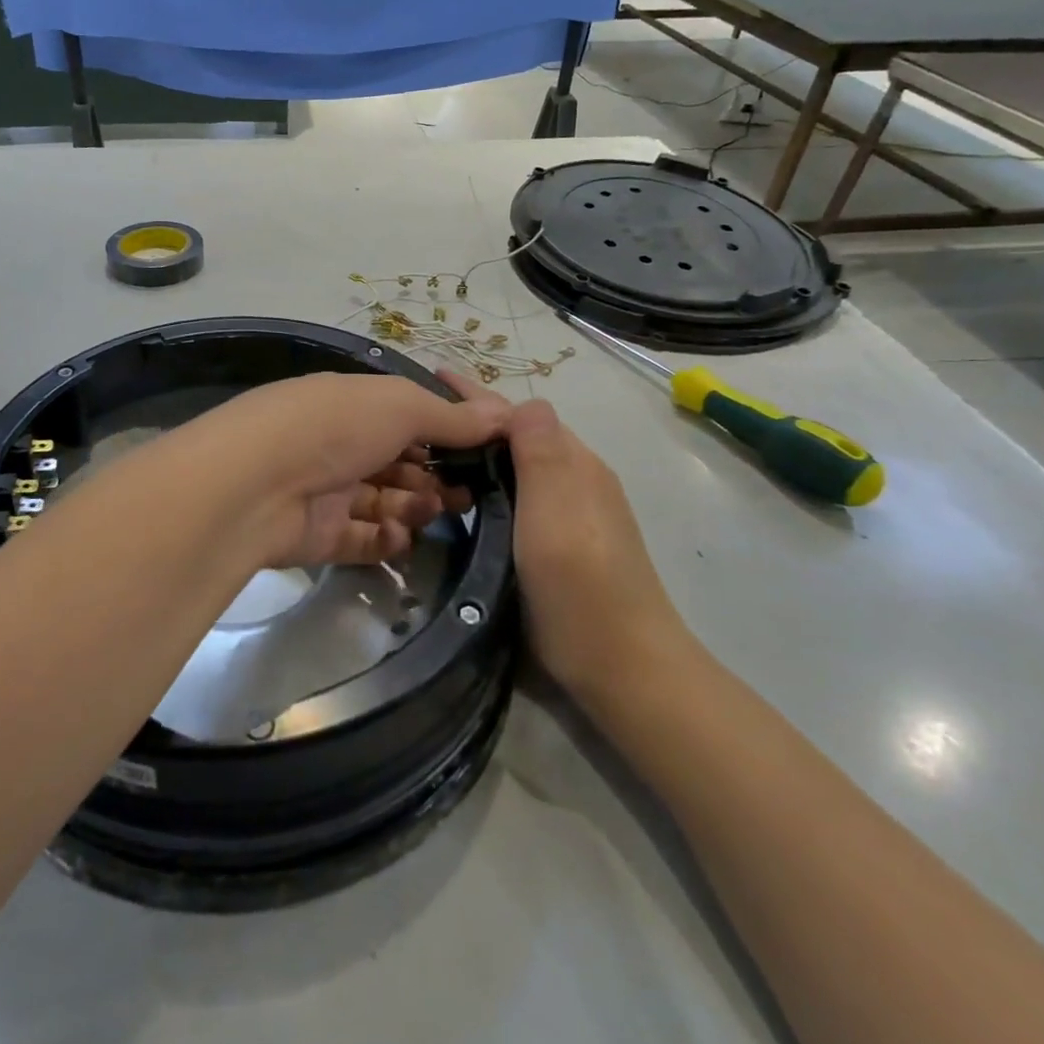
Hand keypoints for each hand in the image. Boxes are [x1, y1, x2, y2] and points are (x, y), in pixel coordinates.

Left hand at [167, 372, 509, 570]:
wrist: (255, 484)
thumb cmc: (333, 427)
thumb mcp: (399, 407)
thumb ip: (451, 416)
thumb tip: (505, 413)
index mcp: (351, 405)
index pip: (404, 418)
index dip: (443, 435)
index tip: (482, 454)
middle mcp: (337, 445)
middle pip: (396, 465)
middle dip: (432, 478)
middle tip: (467, 496)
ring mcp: (324, 491)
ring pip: (381, 503)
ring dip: (413, 508)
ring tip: (434, 512)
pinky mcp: (315, 536)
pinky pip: (359, 539)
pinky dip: (385, 540)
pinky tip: (402, 539)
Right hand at [442, 374, 691, 702]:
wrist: (623, 667)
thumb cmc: (580, 583)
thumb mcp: (555, 508)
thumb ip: (540, 450)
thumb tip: (524, 400)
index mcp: (575, 464)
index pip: (517, 413)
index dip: (475, 394)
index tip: (431, 376)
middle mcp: (577, 480)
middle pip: (519, 436)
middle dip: (474, 419)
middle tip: (420, 419)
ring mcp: (576, 514)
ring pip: (521, 467)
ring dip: (483, 452)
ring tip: (435, 454)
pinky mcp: (566, 545)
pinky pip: (522, 496)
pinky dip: (492, 484)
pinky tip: (470, 498)